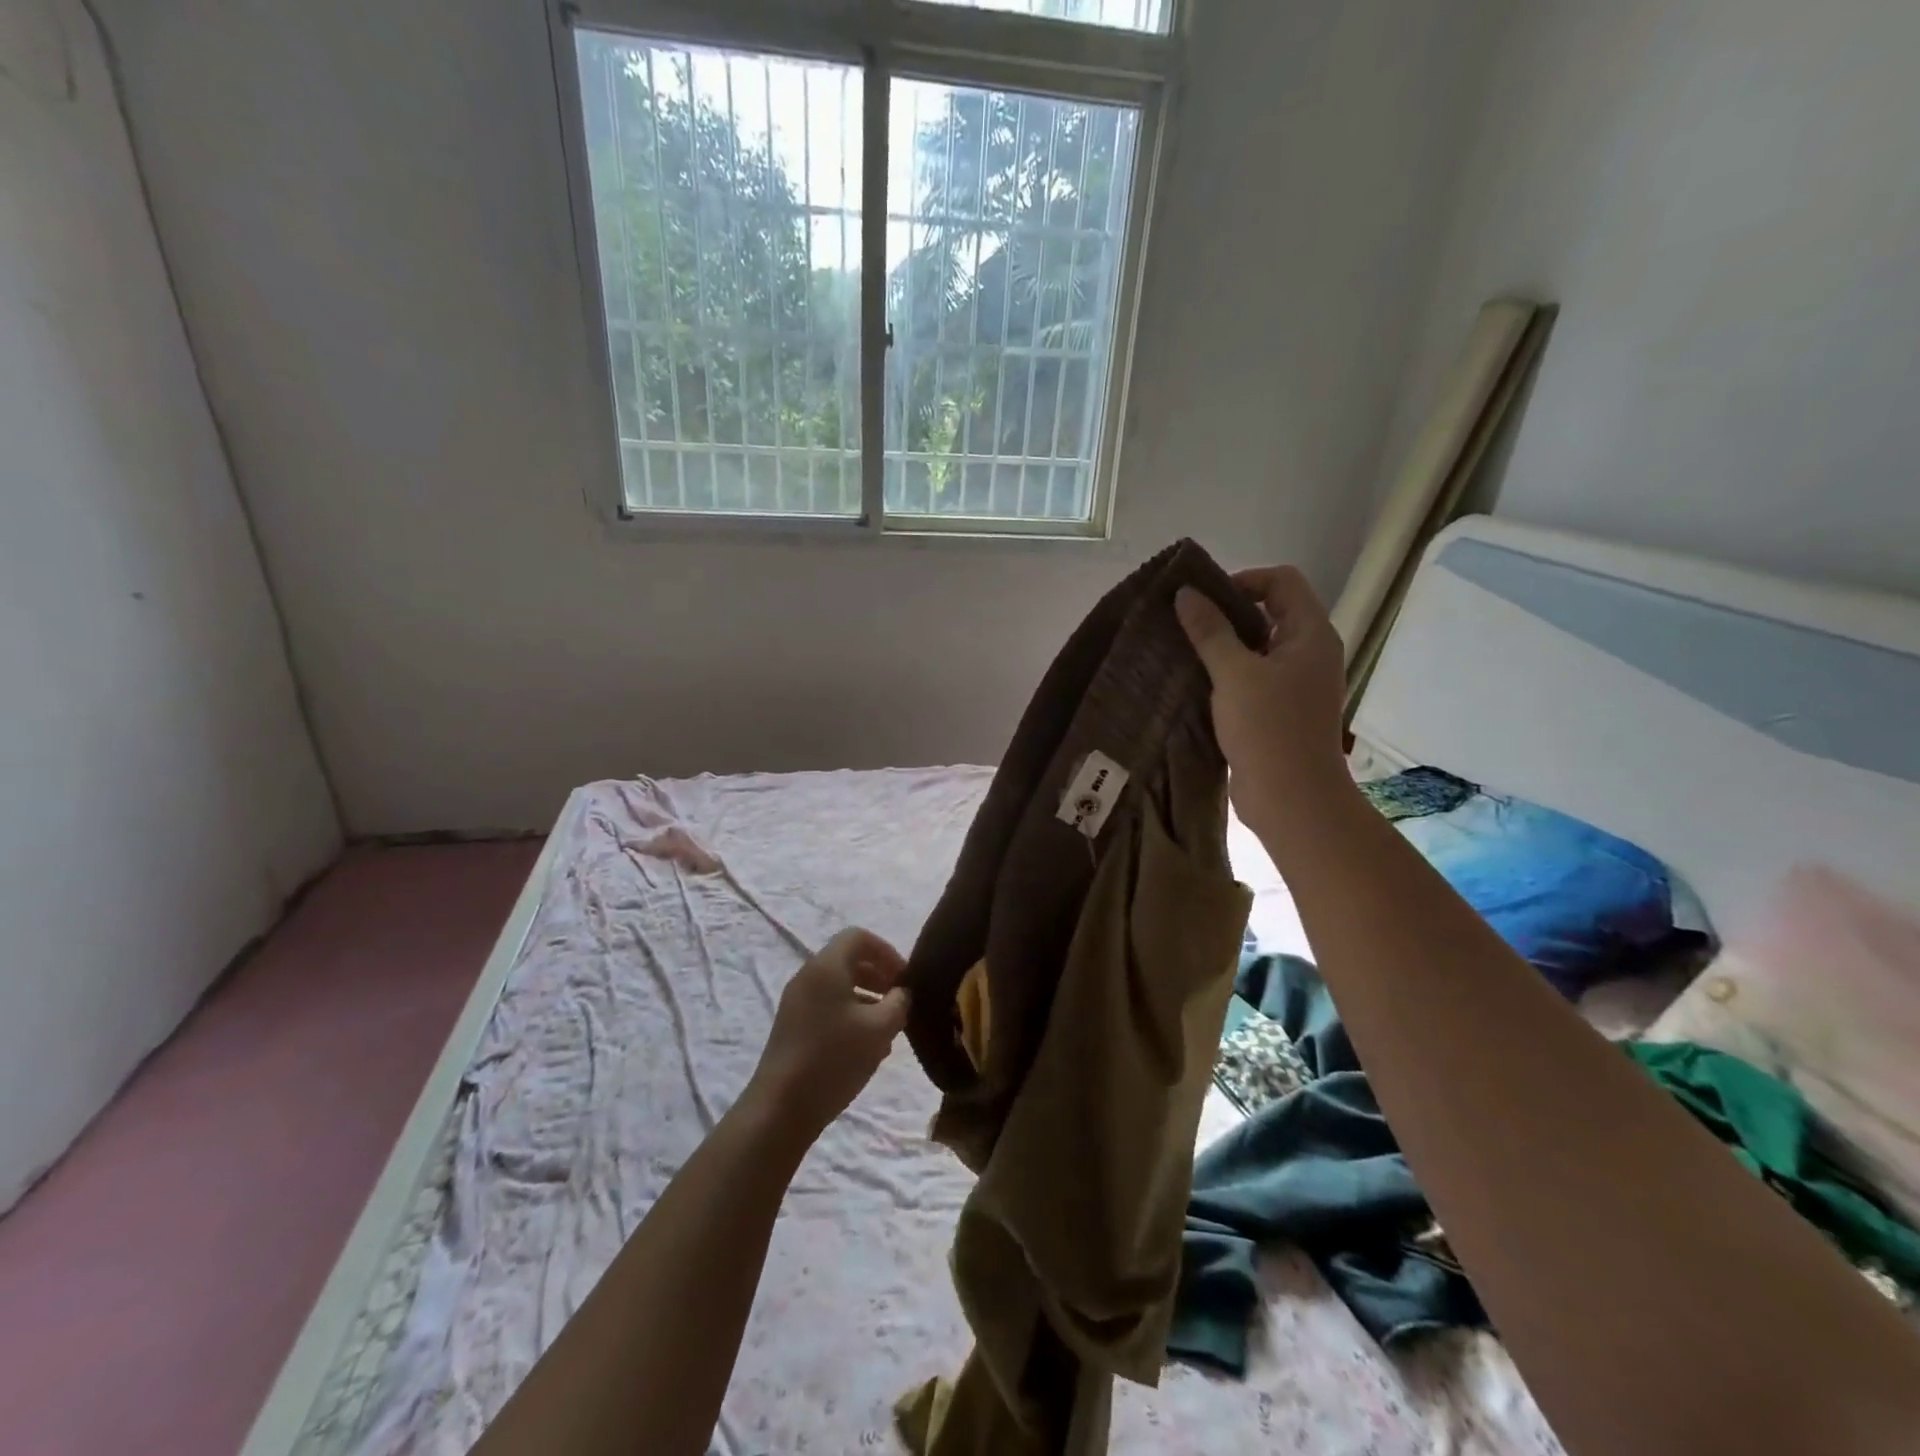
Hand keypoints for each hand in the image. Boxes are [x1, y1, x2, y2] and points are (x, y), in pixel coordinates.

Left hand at [744, 928, 910, 1142]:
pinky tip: (867, 1046)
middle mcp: (808, 976)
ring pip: (839, 986)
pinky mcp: (793, 1027)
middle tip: (900, 1001)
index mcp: (826, 966)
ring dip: (867, 998)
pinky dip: (851, 1014)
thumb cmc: (834, 1058)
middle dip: (879, 975)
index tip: (905, 978)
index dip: (887, 951)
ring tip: (889, 1027)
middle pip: (848, 960)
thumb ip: (898, 1003)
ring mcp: (796, 1002)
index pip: (859, 937)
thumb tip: (901, 993)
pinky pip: (827, 1006)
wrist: (780, 1108)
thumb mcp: (879, 1029)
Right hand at [1175, 566, 1348, 839]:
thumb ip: (1209, 630)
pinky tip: (1196, 684)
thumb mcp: (1234, 673)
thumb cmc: (1268, 728)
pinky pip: (1252, 679)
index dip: (1243, 580)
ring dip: (1224, 647)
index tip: (1204, 599)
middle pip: (1270, 613)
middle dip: (1227, 613)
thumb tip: (1185, 593)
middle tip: (1186, 624)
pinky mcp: (1280, 712)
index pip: (1282, 581)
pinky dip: (1227, 675)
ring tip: (1184, 652)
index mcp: (1310, 634)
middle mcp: (1309, 653)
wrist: (1291, 799)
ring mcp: (1297, 685)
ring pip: (1258, 649)